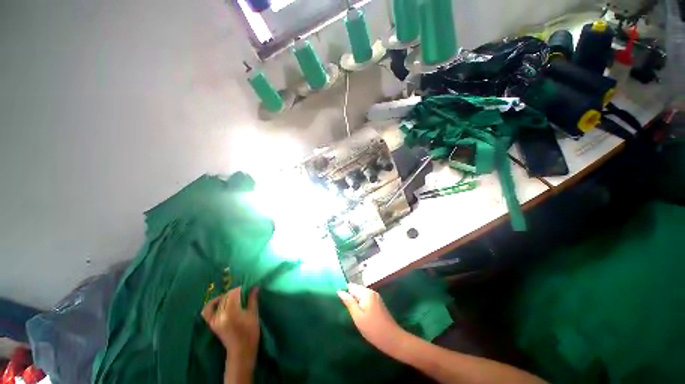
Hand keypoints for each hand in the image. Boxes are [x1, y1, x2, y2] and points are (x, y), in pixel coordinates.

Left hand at [202, 286, 259, 367]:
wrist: (241, 350)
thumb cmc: (250, 332)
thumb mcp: (253, 314)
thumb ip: (252, 299)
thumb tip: (255, 287)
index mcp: (231, 311)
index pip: (233, 293)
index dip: (241, 288)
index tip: (248, 286)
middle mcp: (220, 314)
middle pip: (226, 296)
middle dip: (235, 292)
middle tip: (243, 291)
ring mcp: (214, 319)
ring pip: (219, 301)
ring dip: (226, 296)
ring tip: (233, 296)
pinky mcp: (211, 324)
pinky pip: (207, 311)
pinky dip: (212, 304)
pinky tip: (219, 301)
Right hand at [337, 283, 405, 353]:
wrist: (393, 339)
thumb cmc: (373, 329)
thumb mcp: (358, 317)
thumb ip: (349, 302)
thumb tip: (340, 291)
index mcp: (366, 293)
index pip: (351, 286)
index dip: (345, 293)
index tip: (339, 303)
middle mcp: (371, 292)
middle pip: (356, 290)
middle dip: (350, 298)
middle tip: (344, 310)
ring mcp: (376, 298)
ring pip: (361, 295)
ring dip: (355, 302)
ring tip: (350, 313)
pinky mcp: (378, 304)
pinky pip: (366, 300)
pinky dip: (361, 305)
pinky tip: (359, 315)